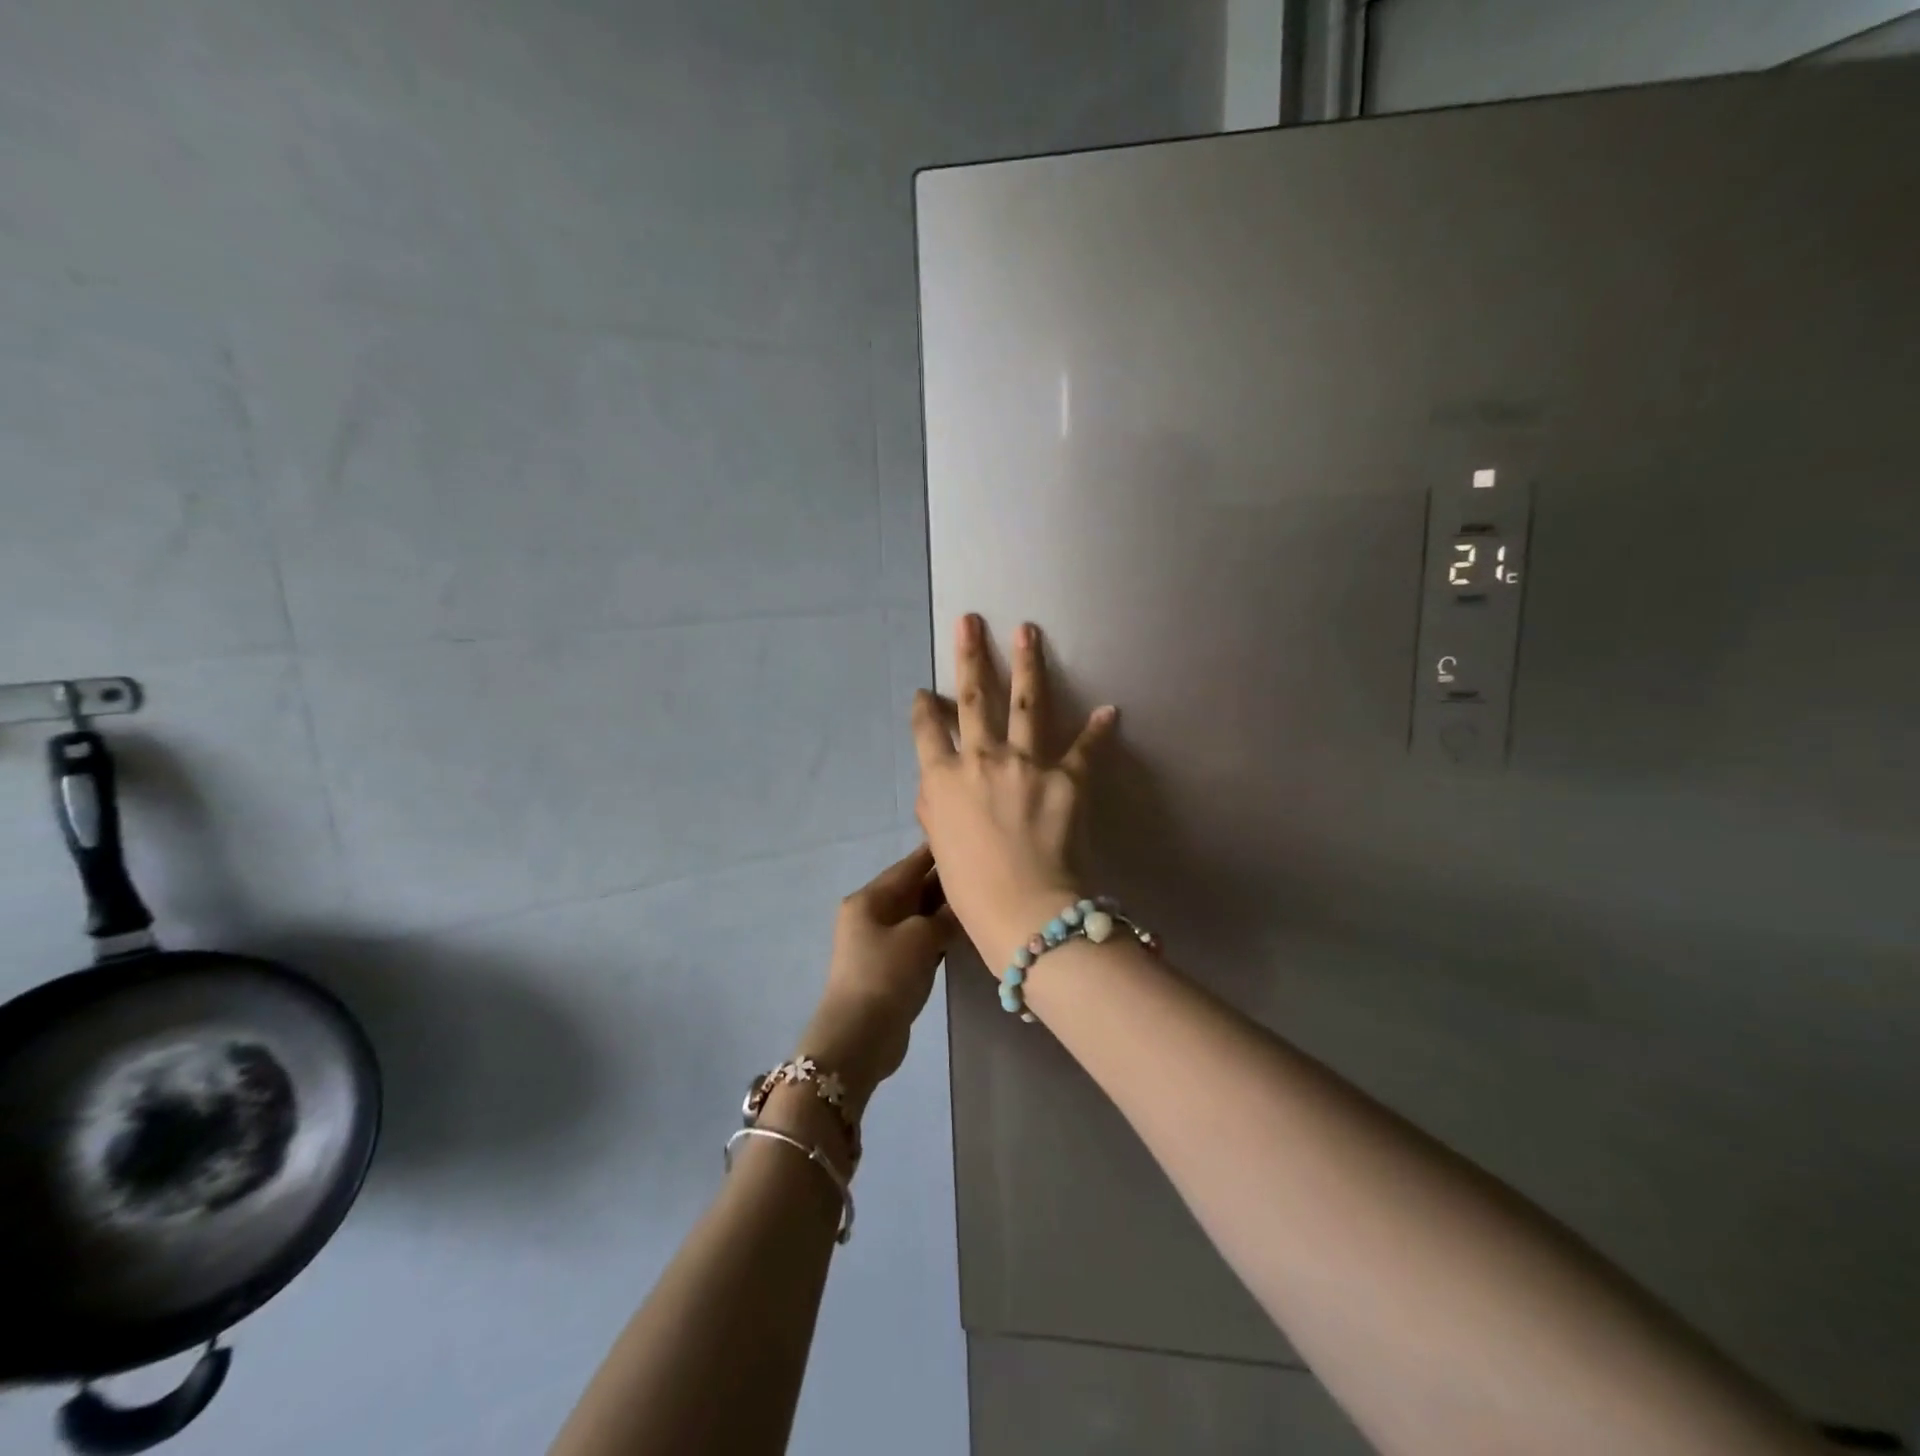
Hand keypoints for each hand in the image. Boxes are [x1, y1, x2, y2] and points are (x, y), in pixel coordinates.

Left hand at [798, 845, 956, 1108]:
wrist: (860, 1037)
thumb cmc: (887, 975)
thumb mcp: (921, 938)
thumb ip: (946, 916)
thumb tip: (965, 903)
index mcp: (870, 898)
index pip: (909, 866)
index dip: (937, 853)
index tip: (966, 839)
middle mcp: (872, 914)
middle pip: (913, 890)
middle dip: (944, 883)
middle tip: (983, 872)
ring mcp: (879, 942)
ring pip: (918, 917)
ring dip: (944, 911)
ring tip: (980, 899)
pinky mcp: (890, 967)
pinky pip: (919, 940)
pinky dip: (938, 935)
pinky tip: (964, 932)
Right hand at [910, 615, 1114, 966]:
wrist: (1026, 911)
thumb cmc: (972, 890)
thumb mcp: (939, 847)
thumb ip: (935, 808)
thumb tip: (937, 784)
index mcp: (943, 780)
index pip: (927, 733)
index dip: (924, 710)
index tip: (925, 692)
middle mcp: (981, 760)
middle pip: (974, 699)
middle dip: (970, 657)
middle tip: (970, 621)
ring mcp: (1026, 764)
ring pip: (1026, 703)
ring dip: (1028, 664)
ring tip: (1028, 631)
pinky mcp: (1067, 778)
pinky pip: (1085, 748)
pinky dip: (1098, 730)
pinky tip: (1110, 710)